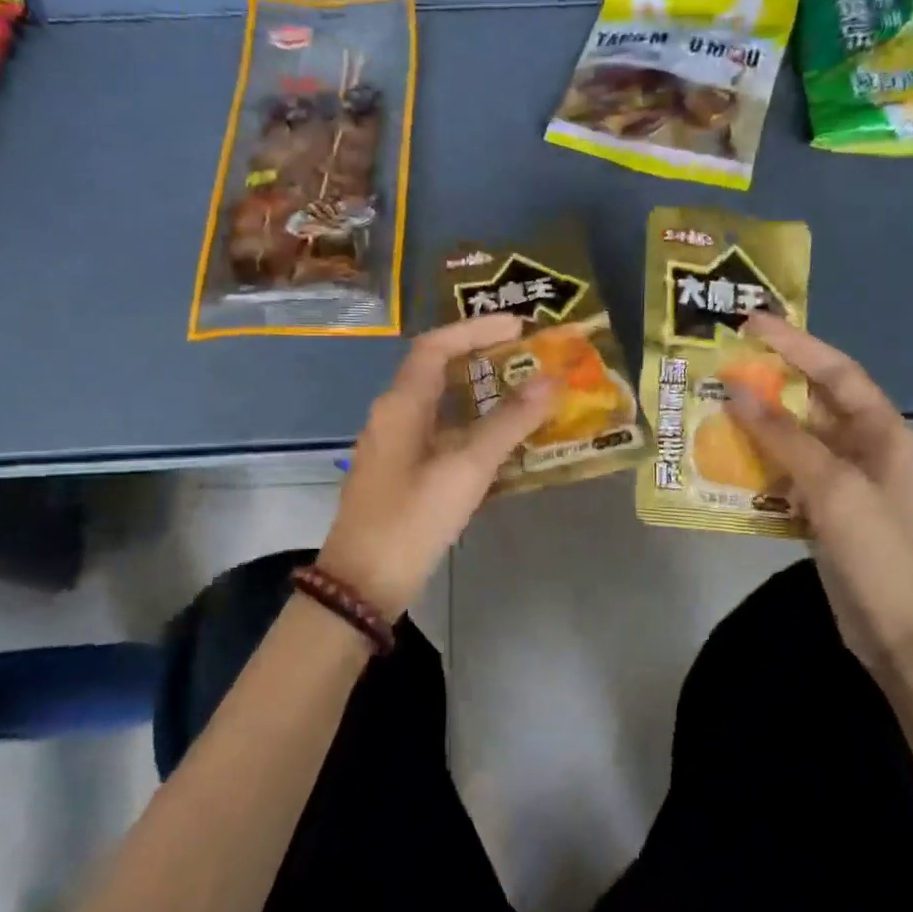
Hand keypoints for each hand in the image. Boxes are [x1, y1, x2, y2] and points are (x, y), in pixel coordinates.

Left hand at [317, 312, 557, 618]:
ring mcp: (395, 446)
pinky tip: (502, 444)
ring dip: (481, 396)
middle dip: (483, 358)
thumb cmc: (412, 520)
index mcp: (401, 405)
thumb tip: (550, 381)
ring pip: (441, 406)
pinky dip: (472, 429)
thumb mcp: (466, 469)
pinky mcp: (401, 473)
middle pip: (438, 371)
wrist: (362, 584)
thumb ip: (508, 424)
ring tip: (525, 395)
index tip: (520, 326)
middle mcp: (393, 416)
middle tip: (528, 358)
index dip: (476, 329)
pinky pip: (441, 435)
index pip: (436, 346)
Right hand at [725, 312, 912, 669]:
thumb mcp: (833, 487)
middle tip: (720, 367)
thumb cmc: (877, 550)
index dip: (795, 344)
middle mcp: (863, 446)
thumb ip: (784, 437)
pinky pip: (786, 473)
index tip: (751, 324)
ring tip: (712, 408)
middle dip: (768, 384)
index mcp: (881, 430)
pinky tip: (726, 461)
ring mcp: (843, 480)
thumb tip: (737, 392)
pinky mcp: (824, 509)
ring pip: (794, 438)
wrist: (899, 628)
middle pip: (811, 401)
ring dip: (757, 425)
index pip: (834, 371)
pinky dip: (759, 464)